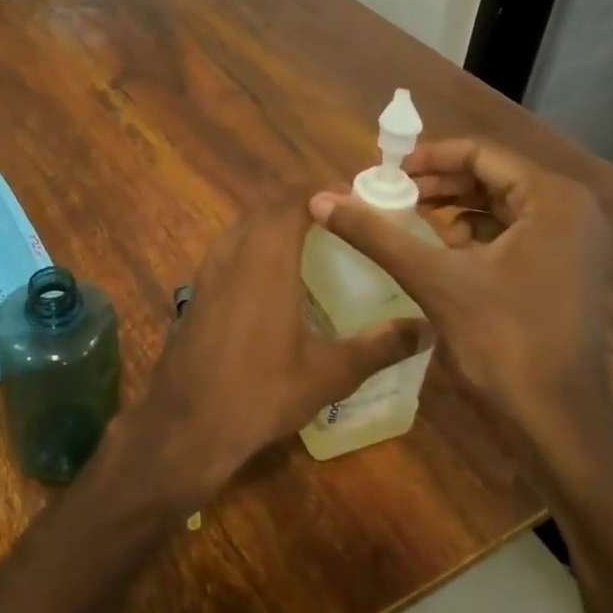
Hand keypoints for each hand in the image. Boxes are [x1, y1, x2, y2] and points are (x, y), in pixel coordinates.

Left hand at [131, 198, 429, 504]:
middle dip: (304, 203)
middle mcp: (234, 250)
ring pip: (246, 224)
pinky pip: (231, 246)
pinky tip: (275, 274)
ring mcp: (209, 267)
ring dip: (276, 220)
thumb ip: (378, 346)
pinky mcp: (198, 287)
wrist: (186, 422)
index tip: (356, 198)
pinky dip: (256, 242)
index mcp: (267, 257)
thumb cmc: (260, 392)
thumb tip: (426, 329)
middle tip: (342, 218)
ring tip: (313, 239)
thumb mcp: (329, 374)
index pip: (294, 199)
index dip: (324, 191)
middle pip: (269, 206)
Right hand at [308, 138, 612, 455]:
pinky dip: (473, 233)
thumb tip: (319, 199)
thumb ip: (375, 234)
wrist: (558, 420)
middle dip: (438, 183)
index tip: (386, 173)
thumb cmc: (503, 340)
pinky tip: (442, 252)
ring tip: (409, 219)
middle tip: (391, 195)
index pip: (482, 153)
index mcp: (552, 199)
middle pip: (492, 176)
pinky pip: (513, 231)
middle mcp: (571, 210)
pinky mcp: (565, 269)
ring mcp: (573, 242)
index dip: (429, 158)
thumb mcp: (432, 278)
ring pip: (500, 204)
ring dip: (453, 207)